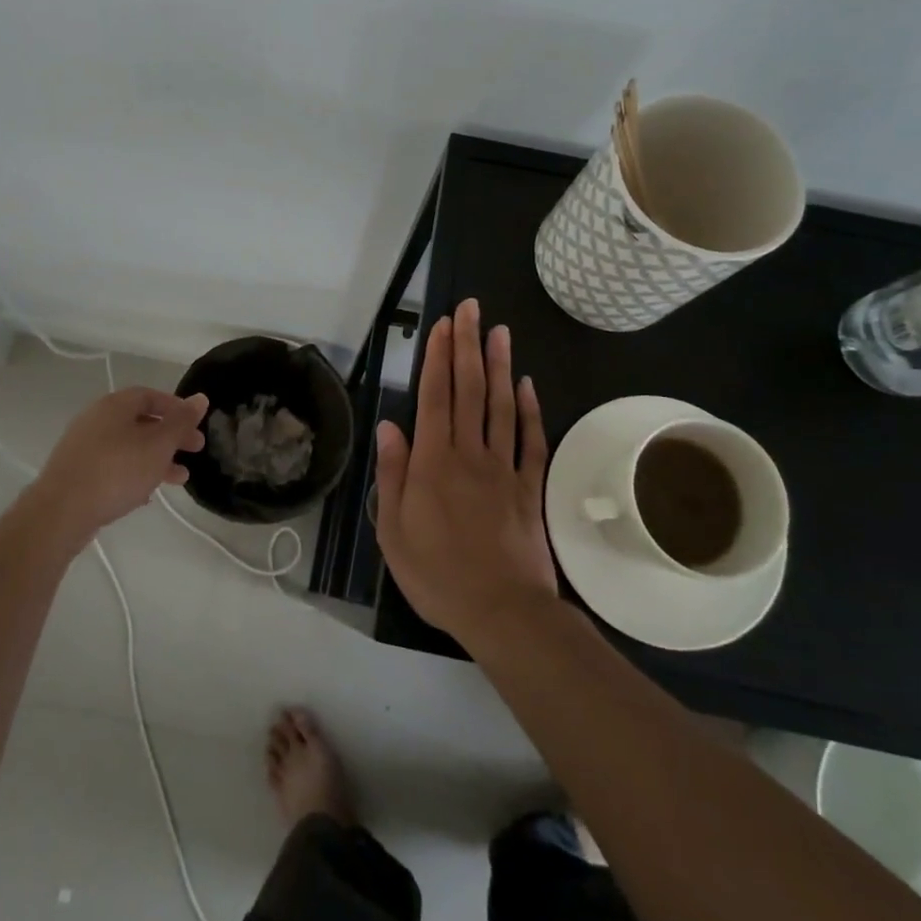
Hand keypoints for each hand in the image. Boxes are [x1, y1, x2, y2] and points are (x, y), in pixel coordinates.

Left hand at [29, 387, 208, 542]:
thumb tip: (200, 398)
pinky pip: (114, 466)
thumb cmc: (116, 471)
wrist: (61, 512)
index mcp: (115, 405)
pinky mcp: (77, 473)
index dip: (177, 408)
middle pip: (141, 421)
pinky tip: (147, 495)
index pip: (151, 395)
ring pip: (129, 446)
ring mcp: (84, 446)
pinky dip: (135, 473)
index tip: (195, 425)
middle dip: (171, 436)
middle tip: (195, 451)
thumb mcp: (159, 445)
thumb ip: (181, 422)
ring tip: (180, 478)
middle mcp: (96, 419)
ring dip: (156, 458)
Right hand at [374, 299, 557, 646]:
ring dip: (500, 365)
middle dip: (467, 345)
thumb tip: (388, 426)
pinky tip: (528, 385)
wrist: (503, 611)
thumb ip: (391, 475)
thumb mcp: (394, 531)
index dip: (438, 358)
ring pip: (502, 406)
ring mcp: (504, 468)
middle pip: (470, 390)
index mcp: (433, 463)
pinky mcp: (530, 487)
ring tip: (499, 331)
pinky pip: (531, 440)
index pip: (435, 398)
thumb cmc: (438, 575)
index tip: (442, 325)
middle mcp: (469, 454)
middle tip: (470, 308)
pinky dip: (531, 410)